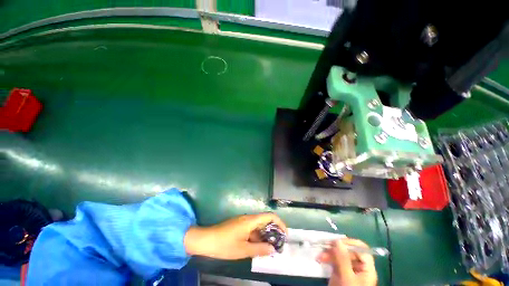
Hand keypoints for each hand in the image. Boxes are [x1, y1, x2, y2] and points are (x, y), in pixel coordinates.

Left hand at [184, 213, 286, 259]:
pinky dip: (257, 236)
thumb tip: (273, 249)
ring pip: (258, 225)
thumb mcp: (243, 249)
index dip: (279, 223)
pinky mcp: (239, 225)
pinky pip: (252, 229)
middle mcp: (248, 218)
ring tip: (269, 248)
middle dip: (273, 231)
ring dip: (265, 235)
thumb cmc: (224, 244)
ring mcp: (243, 221)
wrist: (206, 239)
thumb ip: (259, 249)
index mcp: (250, 221)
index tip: (285, 234)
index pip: (269, 216)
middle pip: (265, 220)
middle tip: (278, 245)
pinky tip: (257, 247)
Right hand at [317, 238, 377, 285]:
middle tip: (324, 249)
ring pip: (339, 254)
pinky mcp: (340, 271)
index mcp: (366, 268)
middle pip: (349, 251)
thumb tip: (337, 240)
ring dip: (329, 253)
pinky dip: (327, 258)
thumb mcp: (347, 278)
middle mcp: (358, 267)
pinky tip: (320, 259)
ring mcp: (348, 269)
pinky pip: (334, 260)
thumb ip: (343, 259)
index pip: (361, 249)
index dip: (350, 243)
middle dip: (335, 249)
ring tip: (320, 257)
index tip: (337, 243)